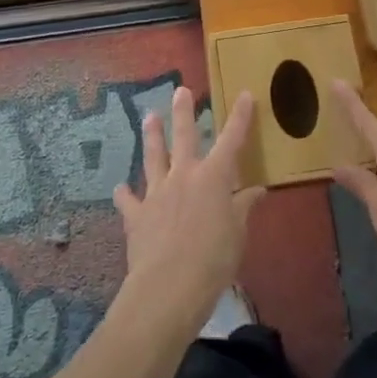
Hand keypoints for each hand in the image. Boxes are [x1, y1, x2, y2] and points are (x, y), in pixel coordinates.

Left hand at [113, 85, 263, 334]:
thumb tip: (257, 190)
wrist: (168, 287)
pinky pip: (128, 200)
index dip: (240, 117)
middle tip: (180, 90)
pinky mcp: (136, 215)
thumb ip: (244, 208)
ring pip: (153, 157)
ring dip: (152, 137)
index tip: (245, 94)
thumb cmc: (213, 260)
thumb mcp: (238, 234)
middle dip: (183, 112)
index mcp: (214, 177)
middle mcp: (184, 176)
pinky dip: (124, 194)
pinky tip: (119, 188)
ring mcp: (157, 193)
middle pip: (184, 136)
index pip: (232, 139)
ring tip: (149, 117)